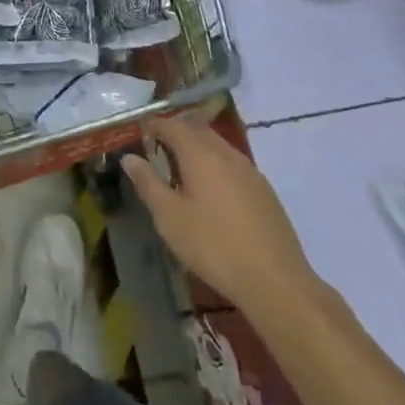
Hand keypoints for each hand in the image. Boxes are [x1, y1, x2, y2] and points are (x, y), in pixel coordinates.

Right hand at [119, 114, 315, 315]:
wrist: (274, 279)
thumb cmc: (213, 245)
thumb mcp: (170, 217)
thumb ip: (148, 183)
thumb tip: (129, 158)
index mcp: (202, 155)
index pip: (174, 126)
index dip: (155, 125)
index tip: (140, 132)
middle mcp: (228, 155)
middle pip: (199, 130)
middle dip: (177, 131)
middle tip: (158, 146)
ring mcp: (251, 172)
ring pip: (219, 146)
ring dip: (198, 147)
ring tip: (181, 168)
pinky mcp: (264, 191)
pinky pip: (233, 164)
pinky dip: (215, 164)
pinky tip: (211, 190)